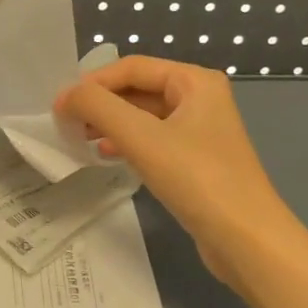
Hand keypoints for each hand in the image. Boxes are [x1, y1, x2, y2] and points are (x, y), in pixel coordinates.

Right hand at [55, 56, 296, 290]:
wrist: (247, 240)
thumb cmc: (196, 178)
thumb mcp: (141, 137)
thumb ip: (98, 106)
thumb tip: (65, 95)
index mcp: (195, 81)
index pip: (132, 67)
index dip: (93, 82)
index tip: (60, 105)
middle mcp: (201, 98)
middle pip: (138, 89)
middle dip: (101, 103)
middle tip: (67, 123)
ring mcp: (201, 131)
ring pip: (144, 117)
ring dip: (111, 123)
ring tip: (80, 138)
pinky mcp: (197, 161)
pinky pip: (154, 140)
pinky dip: (128, 143)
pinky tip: (107, 155)